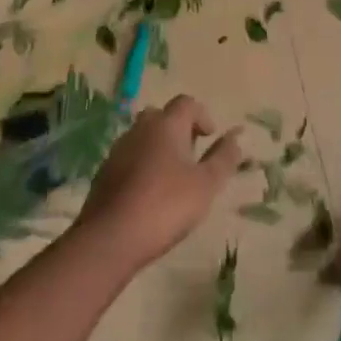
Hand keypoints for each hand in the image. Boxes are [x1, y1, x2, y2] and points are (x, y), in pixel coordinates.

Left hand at [75, 96, 242, 271]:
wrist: (110, 238)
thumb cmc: (166, 206)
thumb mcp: (206, 185)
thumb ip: (223, 158)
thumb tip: (237, 136)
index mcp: (167, 125)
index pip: (186, 103)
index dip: (202, 115)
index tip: (210, 137)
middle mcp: (141, 128)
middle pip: (162, 116)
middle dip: (178, 129)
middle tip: (190, 155)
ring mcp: (119, 149)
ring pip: (143, 137)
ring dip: (158, 147)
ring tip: (171, 177)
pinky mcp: (104, 173)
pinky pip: (129, 158)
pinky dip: (141, 165)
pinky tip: (147, 194)